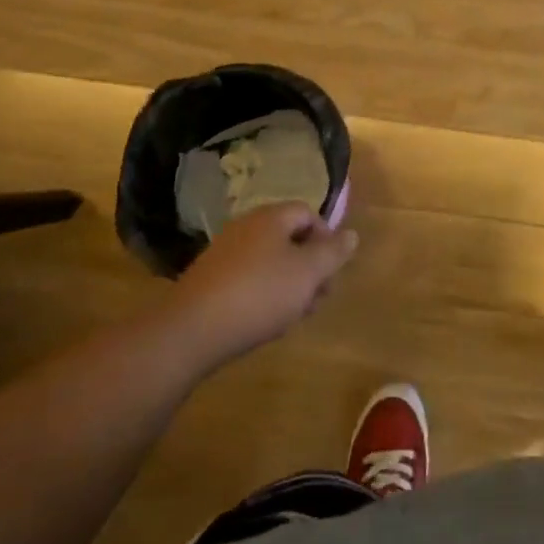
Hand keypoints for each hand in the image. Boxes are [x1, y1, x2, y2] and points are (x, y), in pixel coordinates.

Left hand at [169, 202, 358, 368]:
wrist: (192, 330)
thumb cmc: (260, 293)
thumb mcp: (308, 273)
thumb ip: (333, 252)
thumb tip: (351, 234)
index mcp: (271, 217)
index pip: (308, 213)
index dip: (326, 238)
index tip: (331, 270)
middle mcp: (247, 227)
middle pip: (289, 237)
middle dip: (309, 265)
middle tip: (318, 297)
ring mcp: (225, 253)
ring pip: (270, 260)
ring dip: (289, 283)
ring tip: (294, 314)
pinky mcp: (210, 279)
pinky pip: (248, 277)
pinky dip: (263, 293)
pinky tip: (265, 319)